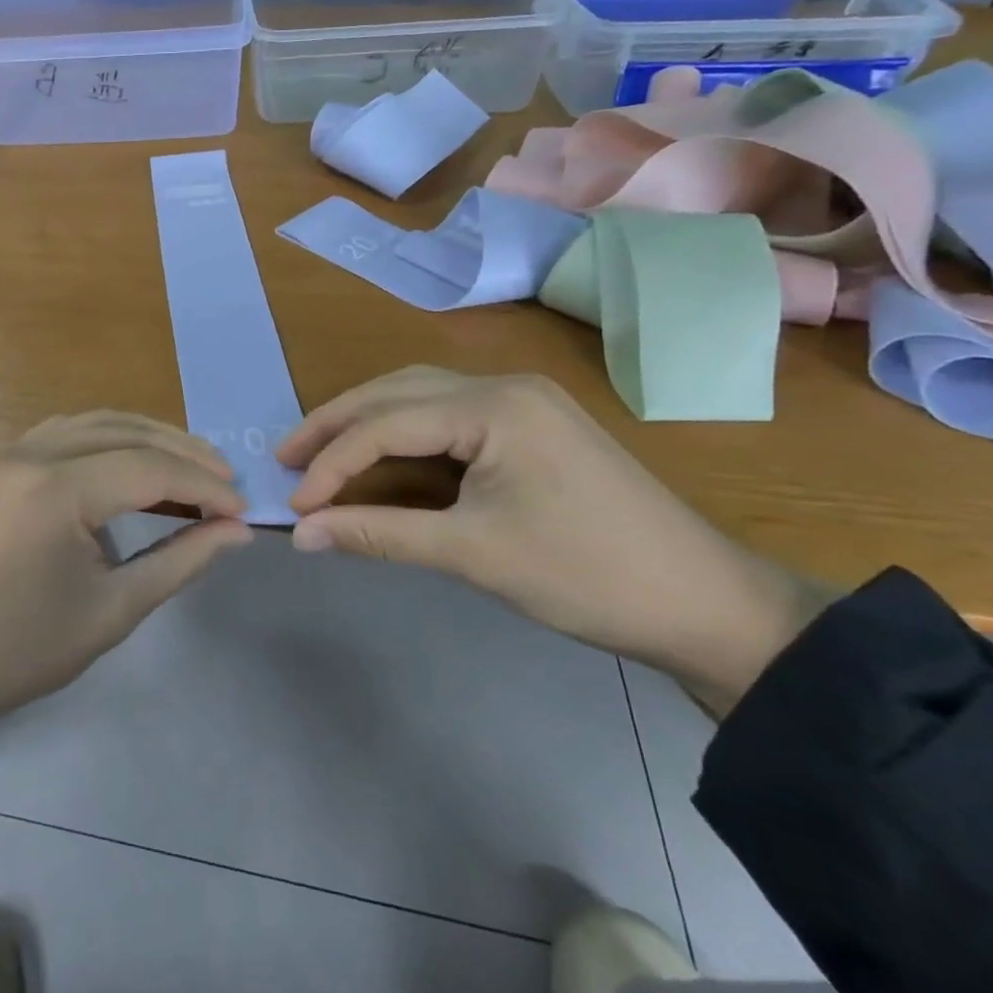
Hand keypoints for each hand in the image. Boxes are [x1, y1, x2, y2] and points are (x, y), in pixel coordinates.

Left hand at [0, 412, 252, 765]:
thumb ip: (181, 560)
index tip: (243, 509)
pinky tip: (130, 462)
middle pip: (125, 432)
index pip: (150, 469)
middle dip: (182, 453)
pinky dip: (106, 439)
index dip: (204, 485)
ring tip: (190, 466)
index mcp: (55, 490)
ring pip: (94, 422)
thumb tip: (238, 530)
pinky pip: (63, 433)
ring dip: (146, 438)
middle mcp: (28, 452)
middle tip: (226, 481)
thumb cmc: (19, 652)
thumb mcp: (112, 611)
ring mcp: (4, 451)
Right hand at [277, 368, 834, 716]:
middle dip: (336, 424)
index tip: (294, 504)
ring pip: (419, 398)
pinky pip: (446, 417)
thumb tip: (301, 536)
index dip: (332, 463)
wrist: (706, 606)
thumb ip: (379, 534)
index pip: (386, 423)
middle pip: (396, 392)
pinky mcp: (529, 427)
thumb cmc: (586, 575)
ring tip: (319, 453)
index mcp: (494, 405)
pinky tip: (379, 456)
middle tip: (286, 457)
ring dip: (366, 423)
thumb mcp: (472, 553)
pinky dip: (402, 435)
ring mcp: (521, 402)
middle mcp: (503, 386)